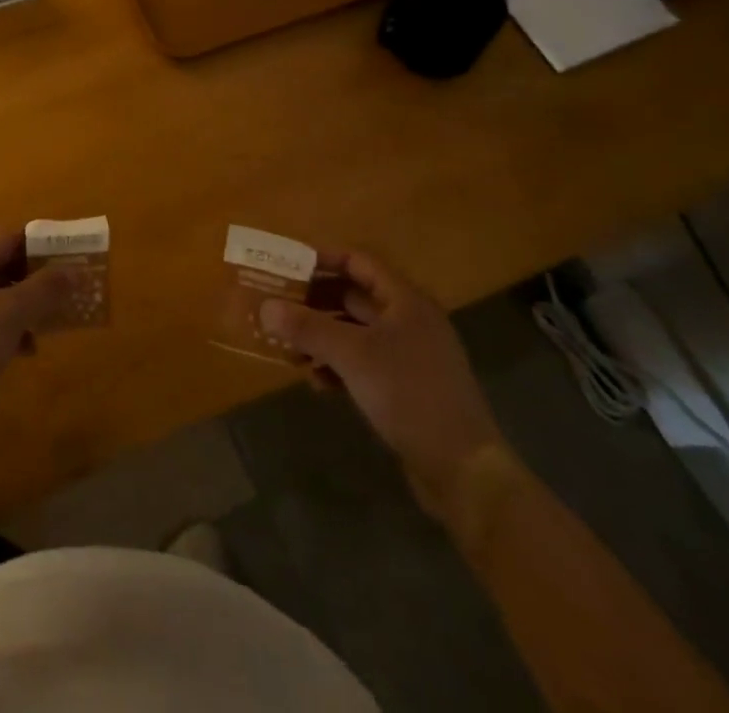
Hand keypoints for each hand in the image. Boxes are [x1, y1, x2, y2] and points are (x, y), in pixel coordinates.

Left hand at [0, 232, 76, 440]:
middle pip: (3, 273)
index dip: (39, 245)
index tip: (69, 252)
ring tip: (54, 322)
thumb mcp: (10, 312)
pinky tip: (28, 351)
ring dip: (27, 310)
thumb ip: (44, 289)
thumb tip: (74, 272)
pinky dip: (12, 335)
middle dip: (36, 281)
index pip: (6, 244)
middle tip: (69, 288)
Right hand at [261, 250, 504, 519]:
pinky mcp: (407, 388)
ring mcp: (410, 356)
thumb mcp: (352, 356)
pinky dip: (338, 366)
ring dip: (322, 336)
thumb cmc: (408, 394)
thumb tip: (265, 307)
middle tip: (278, 305)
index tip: (287, 264)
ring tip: (289, 347)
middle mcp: (410, 321)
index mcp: (405, 301)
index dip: (322, 258)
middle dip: (314, 301)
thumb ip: (307, 328)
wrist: (464, 470)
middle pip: (354, 296)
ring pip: (356, 332)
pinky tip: (316, 382)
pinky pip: (363, 363)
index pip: (358, 261)